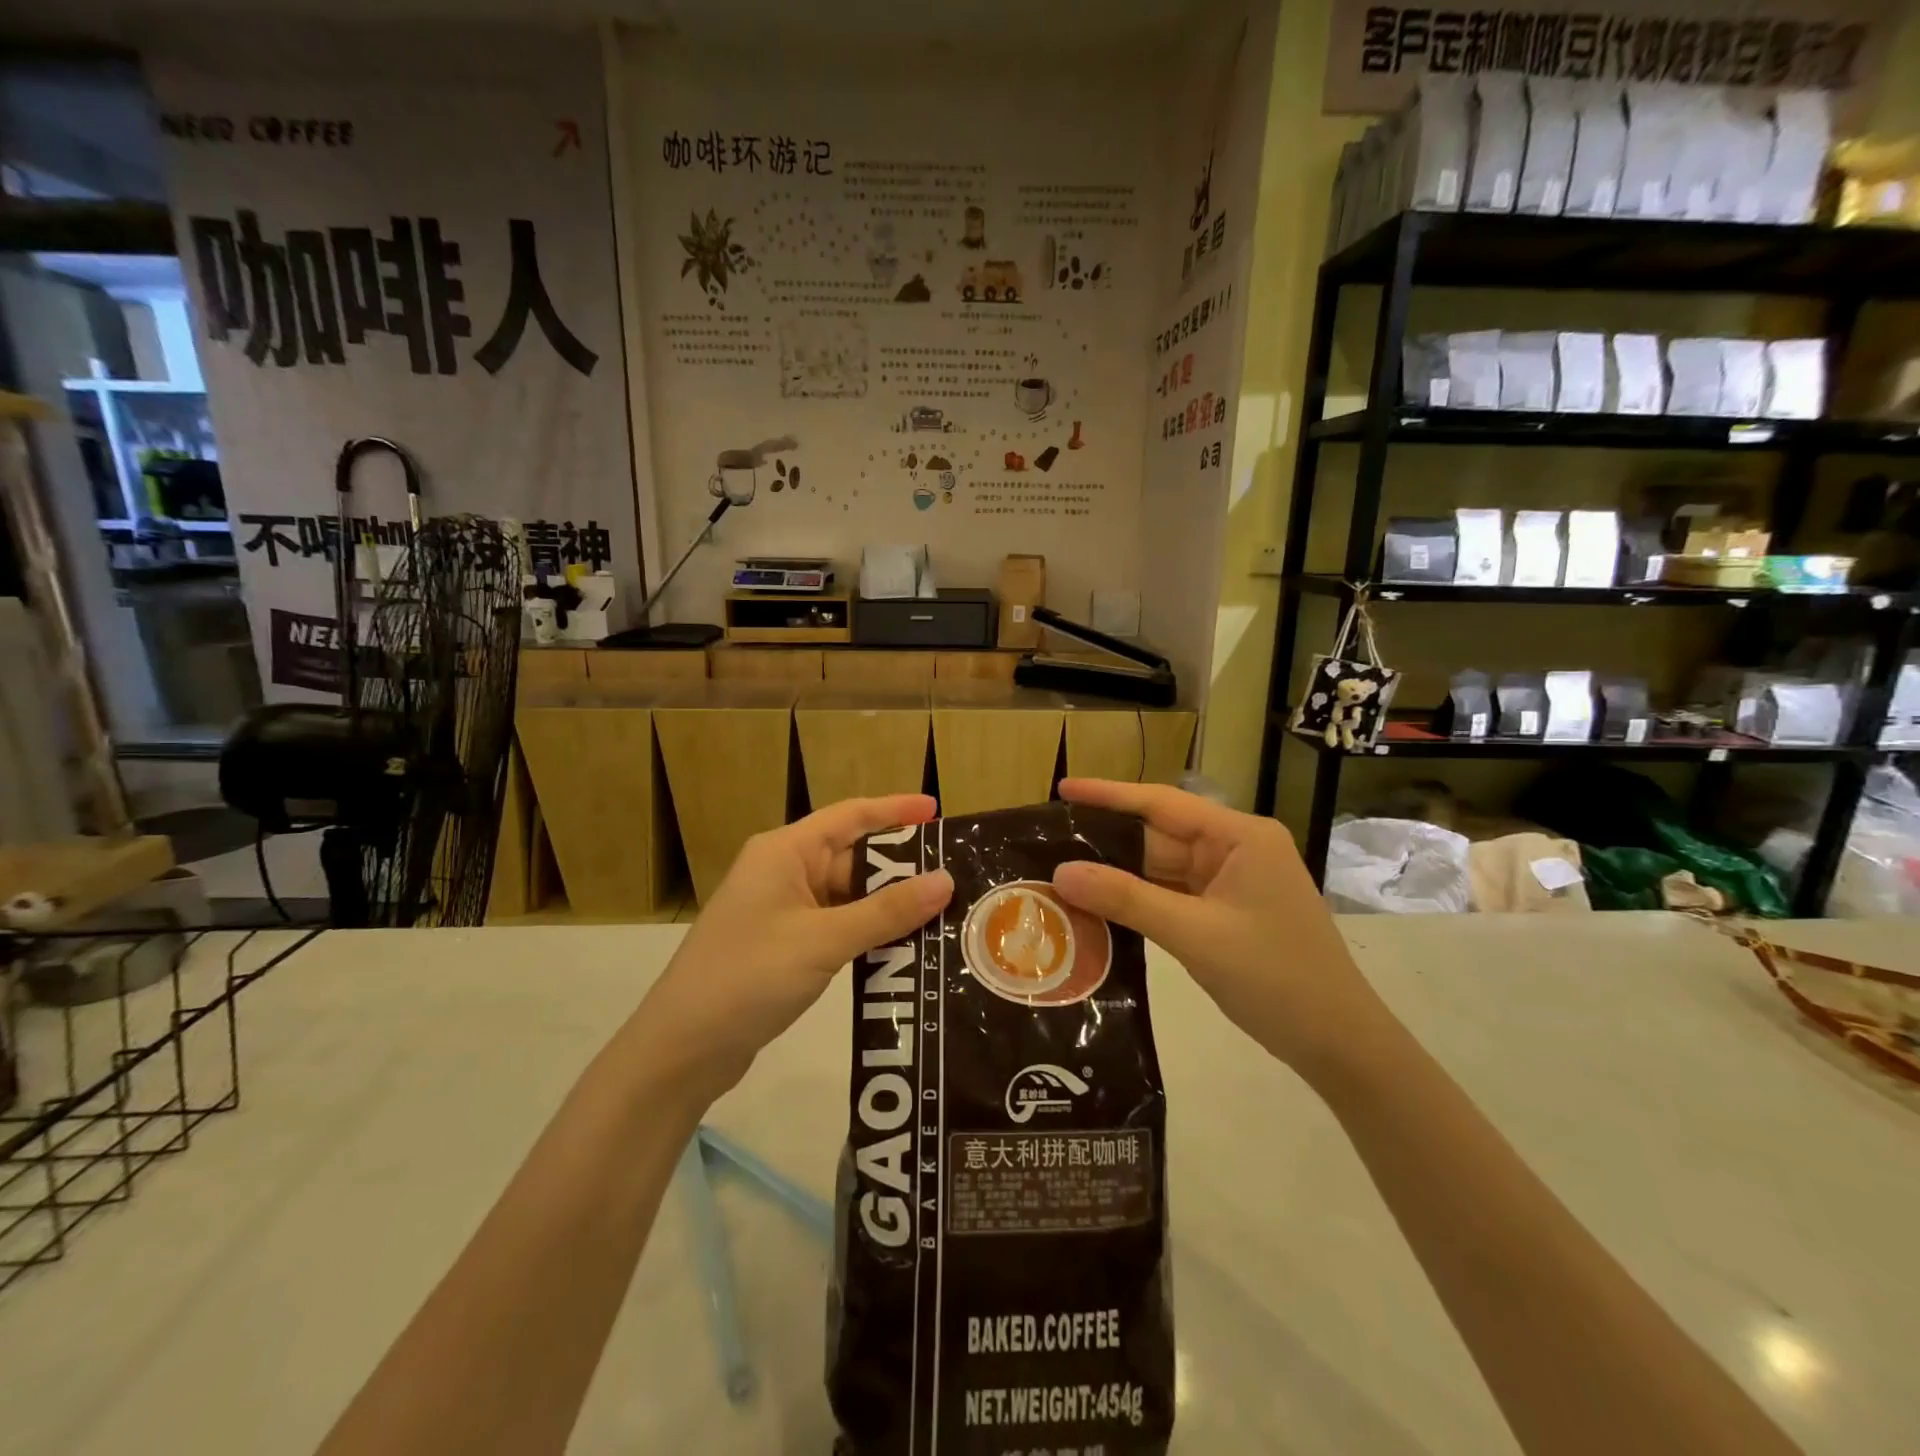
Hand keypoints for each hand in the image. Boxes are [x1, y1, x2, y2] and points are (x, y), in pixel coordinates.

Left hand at [632, 795, 953, 1095]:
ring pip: (846, 896)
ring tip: (941, 912)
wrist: (681, 1049)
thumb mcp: (824, 940)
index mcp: (785, 852)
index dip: (895, 809)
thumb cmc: (749, 976)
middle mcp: (783, 872)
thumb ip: (886, 911)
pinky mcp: (783, 946)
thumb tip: (945, 880)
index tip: (938, 812)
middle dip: (900, 866)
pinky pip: (836, 926)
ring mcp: (781, 911)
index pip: (850, 816)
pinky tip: (903, 947)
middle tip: (954, 875)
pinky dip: (868, 932)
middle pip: (851, 857)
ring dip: (887, 904)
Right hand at [1050, 780, 1384, 1078]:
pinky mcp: (1226, 912)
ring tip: (1060, 872)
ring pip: (1162, 868)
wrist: (1339, 1044)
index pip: (1162, 803)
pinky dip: (1138, 900)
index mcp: (1239, 836)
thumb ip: (1126, 899)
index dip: (1108, 795)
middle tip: (1048, 841)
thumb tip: (1060, 872)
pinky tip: (1098, 904)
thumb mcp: (1195, 934)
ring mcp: (1231, 882)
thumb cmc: (1275, 977)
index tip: (1062, 789)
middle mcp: (1235, 849)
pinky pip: (1172, 895)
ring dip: (1119, 875)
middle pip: (1159, 836)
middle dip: (1107, 841)